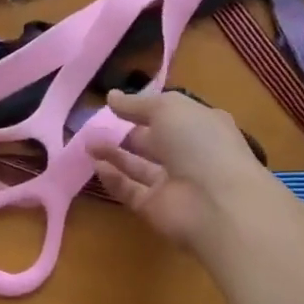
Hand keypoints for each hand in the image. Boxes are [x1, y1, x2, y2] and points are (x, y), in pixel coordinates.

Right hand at [89, 89, 285, 253]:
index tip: (114, 104)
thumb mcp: (168, 109)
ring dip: (113, 154)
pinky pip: (130, 190)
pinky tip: (96, 166)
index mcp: (200, 126)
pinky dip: (113, 179)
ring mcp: (172, 183)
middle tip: (94, 125)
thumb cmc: (199, 143)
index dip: (143, 108)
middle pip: (152, 142)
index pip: (169, 115)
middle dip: (124, 133)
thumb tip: (111, 96)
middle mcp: (188, 154)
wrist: (216, 204)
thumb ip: (137, 104)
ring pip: (138, 166)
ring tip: (87, 143)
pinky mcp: (155, 208)